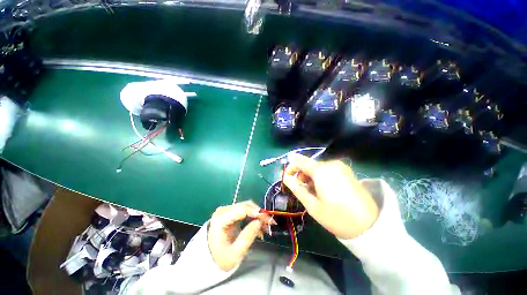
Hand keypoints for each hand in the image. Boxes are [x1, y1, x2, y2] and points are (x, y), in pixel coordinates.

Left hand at [208, 201, 272, 270]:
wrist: (211, 257)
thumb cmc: (221, 258)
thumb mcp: (235, 254)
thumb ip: (247, 237)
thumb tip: (259, 222)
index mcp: (221, 218)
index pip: (242, 209)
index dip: (256, 212)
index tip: (268, 220)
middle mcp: (223, 210)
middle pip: (246, 206)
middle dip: (259, 214)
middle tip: (270, 223)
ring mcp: (227, 210)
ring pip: (247, 206)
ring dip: (258, 215)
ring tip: (266, 226)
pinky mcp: (231, 212)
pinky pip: (246, 210)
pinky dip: (254, 216)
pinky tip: (259, 226)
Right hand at [283, 153, 378, 239]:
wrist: (370, 226)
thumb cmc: (337, 217)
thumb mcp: (312, 205)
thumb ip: (297, 188)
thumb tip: (286, 178)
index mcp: (322, 171)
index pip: (301, 161)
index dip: (291, 166)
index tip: (286, 175)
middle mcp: (331, 164)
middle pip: (309, 164)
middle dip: (301, 173)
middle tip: (299, 187)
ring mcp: (341, 167)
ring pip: (318, 167)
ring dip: (310, 176)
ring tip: (310, 190)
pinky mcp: (346, 171)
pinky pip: (327, 170)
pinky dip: (320, 176)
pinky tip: (321, 188)